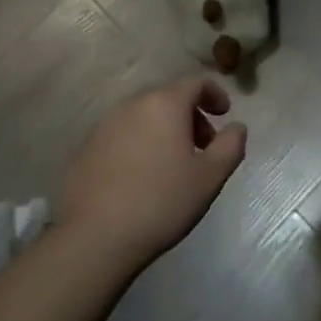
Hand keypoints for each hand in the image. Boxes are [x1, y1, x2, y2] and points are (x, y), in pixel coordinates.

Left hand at [57, 76, 246, 267]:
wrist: (94, 238)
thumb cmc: (161, 202)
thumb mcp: (210, 176)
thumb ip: (231, 145)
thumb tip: (236, 127)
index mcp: (164, 104)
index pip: (195, 82)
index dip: (214, 94)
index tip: (224, 115)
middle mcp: (132, 105)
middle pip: (168, 98)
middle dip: (190, 116)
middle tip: (202, 147)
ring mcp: (103, 126)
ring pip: (143, 117)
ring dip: (163, 130)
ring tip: (171, 164)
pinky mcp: (84, 149)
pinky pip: (121, 136)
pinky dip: (138, 144)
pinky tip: (140, 178)